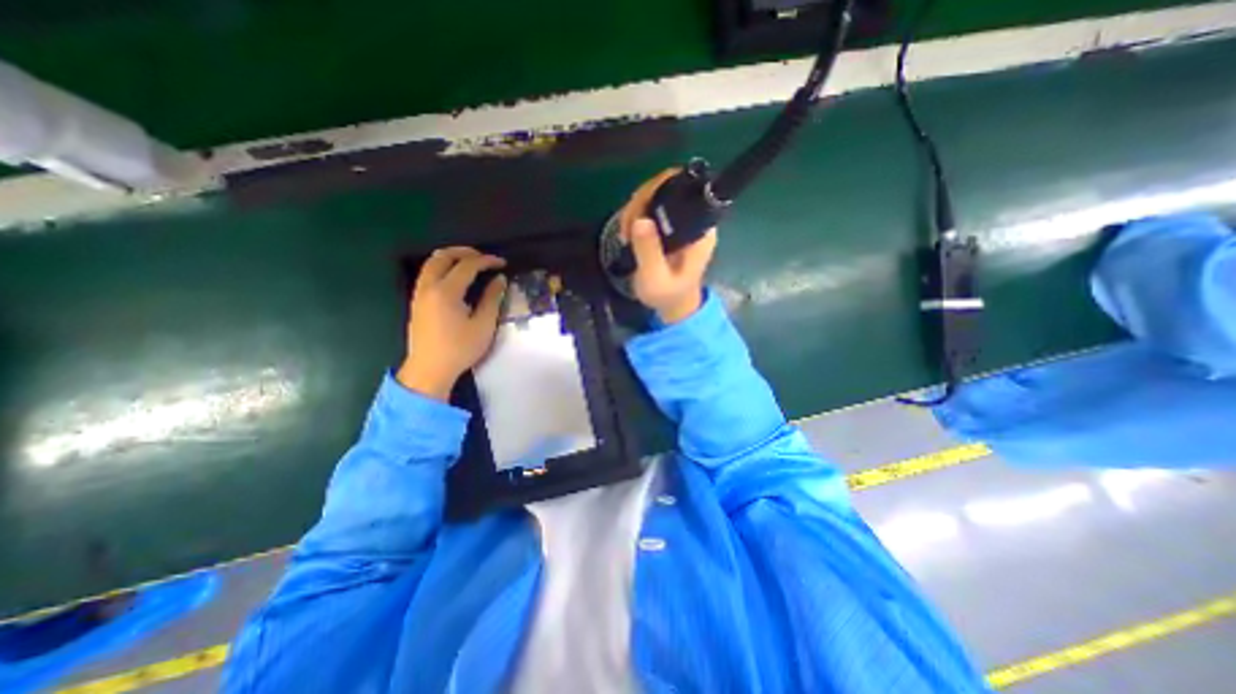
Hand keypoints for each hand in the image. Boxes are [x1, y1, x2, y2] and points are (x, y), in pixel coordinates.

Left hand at [401, 247, 505, 401]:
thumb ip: (492, 299)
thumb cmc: (460, 349)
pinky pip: (428, 274)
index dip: (487, 261)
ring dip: (451, 258)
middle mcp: (429, 287)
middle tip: (484, 257)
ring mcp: (419, 294)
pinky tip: (455, 278)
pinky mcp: (416, 302)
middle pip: (443, 256)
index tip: (502, 263)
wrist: (429, 370)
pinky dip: (442, 268)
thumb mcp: (483, 325)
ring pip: (431, 263)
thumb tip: (500, 279)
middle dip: (465, 252)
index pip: (467, 265)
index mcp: (446, 291)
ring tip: (470, 263)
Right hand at [624, 169, 720, 323]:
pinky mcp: (671, 224)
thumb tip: (640, 220)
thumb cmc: (668, 295)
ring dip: (636, 208)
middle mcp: (695, 218)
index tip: (639, 212)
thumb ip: (649, 251)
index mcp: (700, 229)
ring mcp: (683, 220)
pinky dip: (636, 214)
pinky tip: (629, 233)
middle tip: (628, 228)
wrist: (674, 305)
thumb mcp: (656, 278)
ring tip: (626, 234)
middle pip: (669, 186)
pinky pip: (652, 205)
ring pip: (658, 193)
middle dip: (643, 201)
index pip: (687, 189)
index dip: (659, 190)